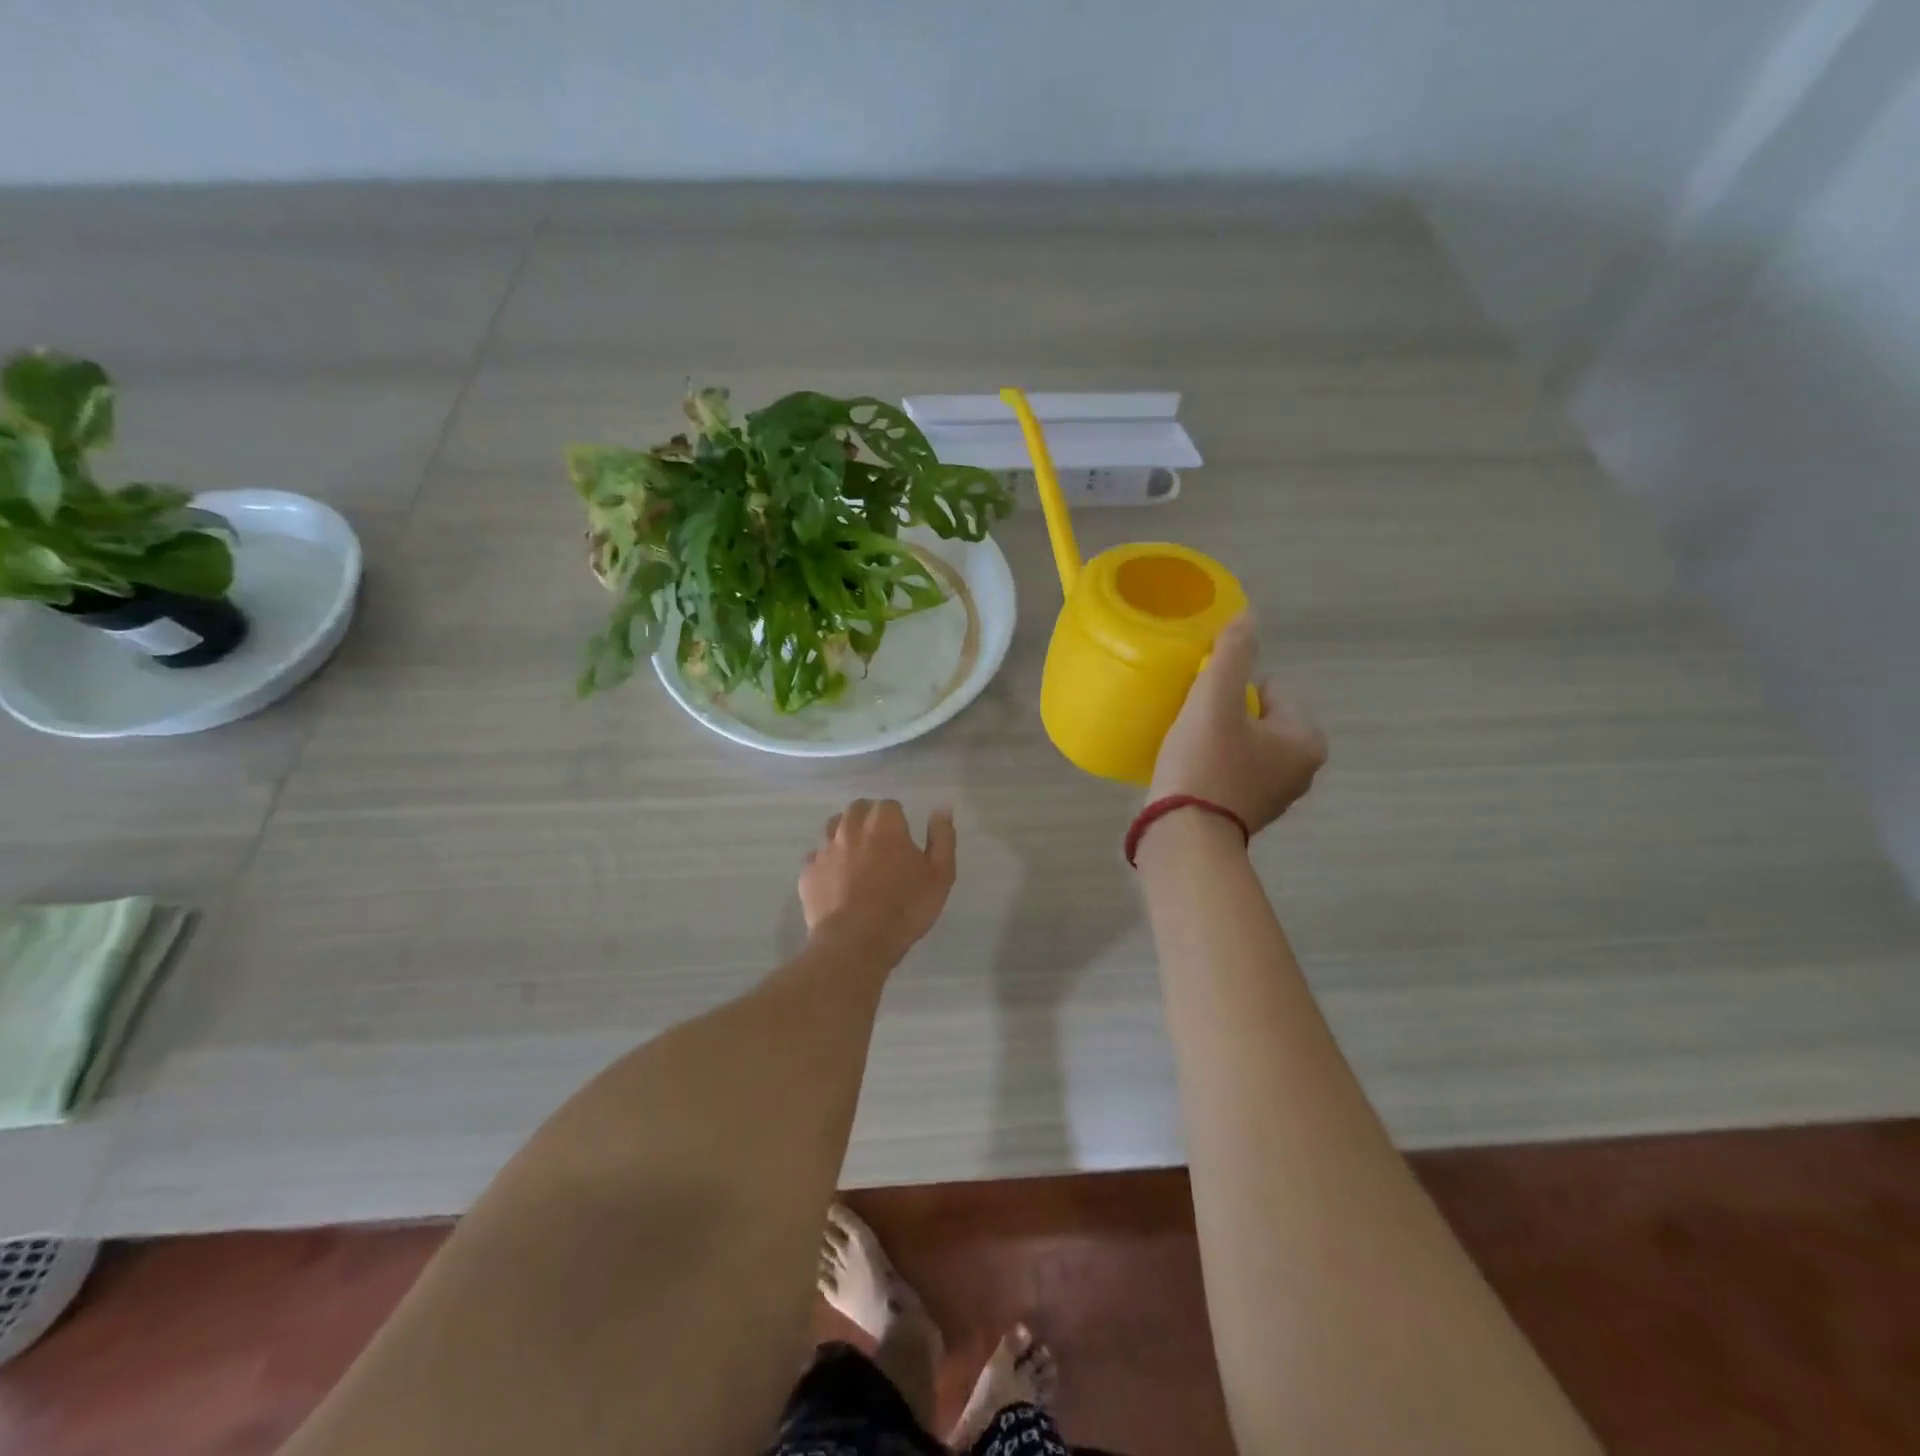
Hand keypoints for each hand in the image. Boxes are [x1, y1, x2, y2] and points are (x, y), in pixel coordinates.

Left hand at [800, 799, 956, 964]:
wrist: (855, 943)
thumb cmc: (904, 908)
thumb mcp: (941, 875)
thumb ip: (942, 837)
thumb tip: (941, 809)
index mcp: (884, 823)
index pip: (890, 806)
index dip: (898, 821)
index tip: (903, 842)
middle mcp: (850, 827)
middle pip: (858, 810)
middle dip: (869, 821)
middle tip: (881, 847)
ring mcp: (825, 848)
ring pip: (833, 828)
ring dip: (845, 835)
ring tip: (857, 859)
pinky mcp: (807, 872)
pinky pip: (817, 857)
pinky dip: (827, 863)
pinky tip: (836, 882)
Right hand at [1149, 614, 1326, 836]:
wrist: (1183, 836)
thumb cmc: (1205, 764)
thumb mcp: (1215, 699)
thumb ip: (1233, 654)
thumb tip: (1248, 616)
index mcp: (1306, 741)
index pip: (1272, 689)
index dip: (1234, 687)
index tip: (1204, 701)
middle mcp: (1302, 770)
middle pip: (1258, 717)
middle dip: (1227, 713)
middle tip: (1192, 721)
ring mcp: (1275, 796)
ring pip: (1244, 745)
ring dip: (1218, 739)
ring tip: (1185, 743)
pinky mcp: (1246, 814)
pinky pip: (1232, 772)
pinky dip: (1213, 765)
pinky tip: (1187, 769)